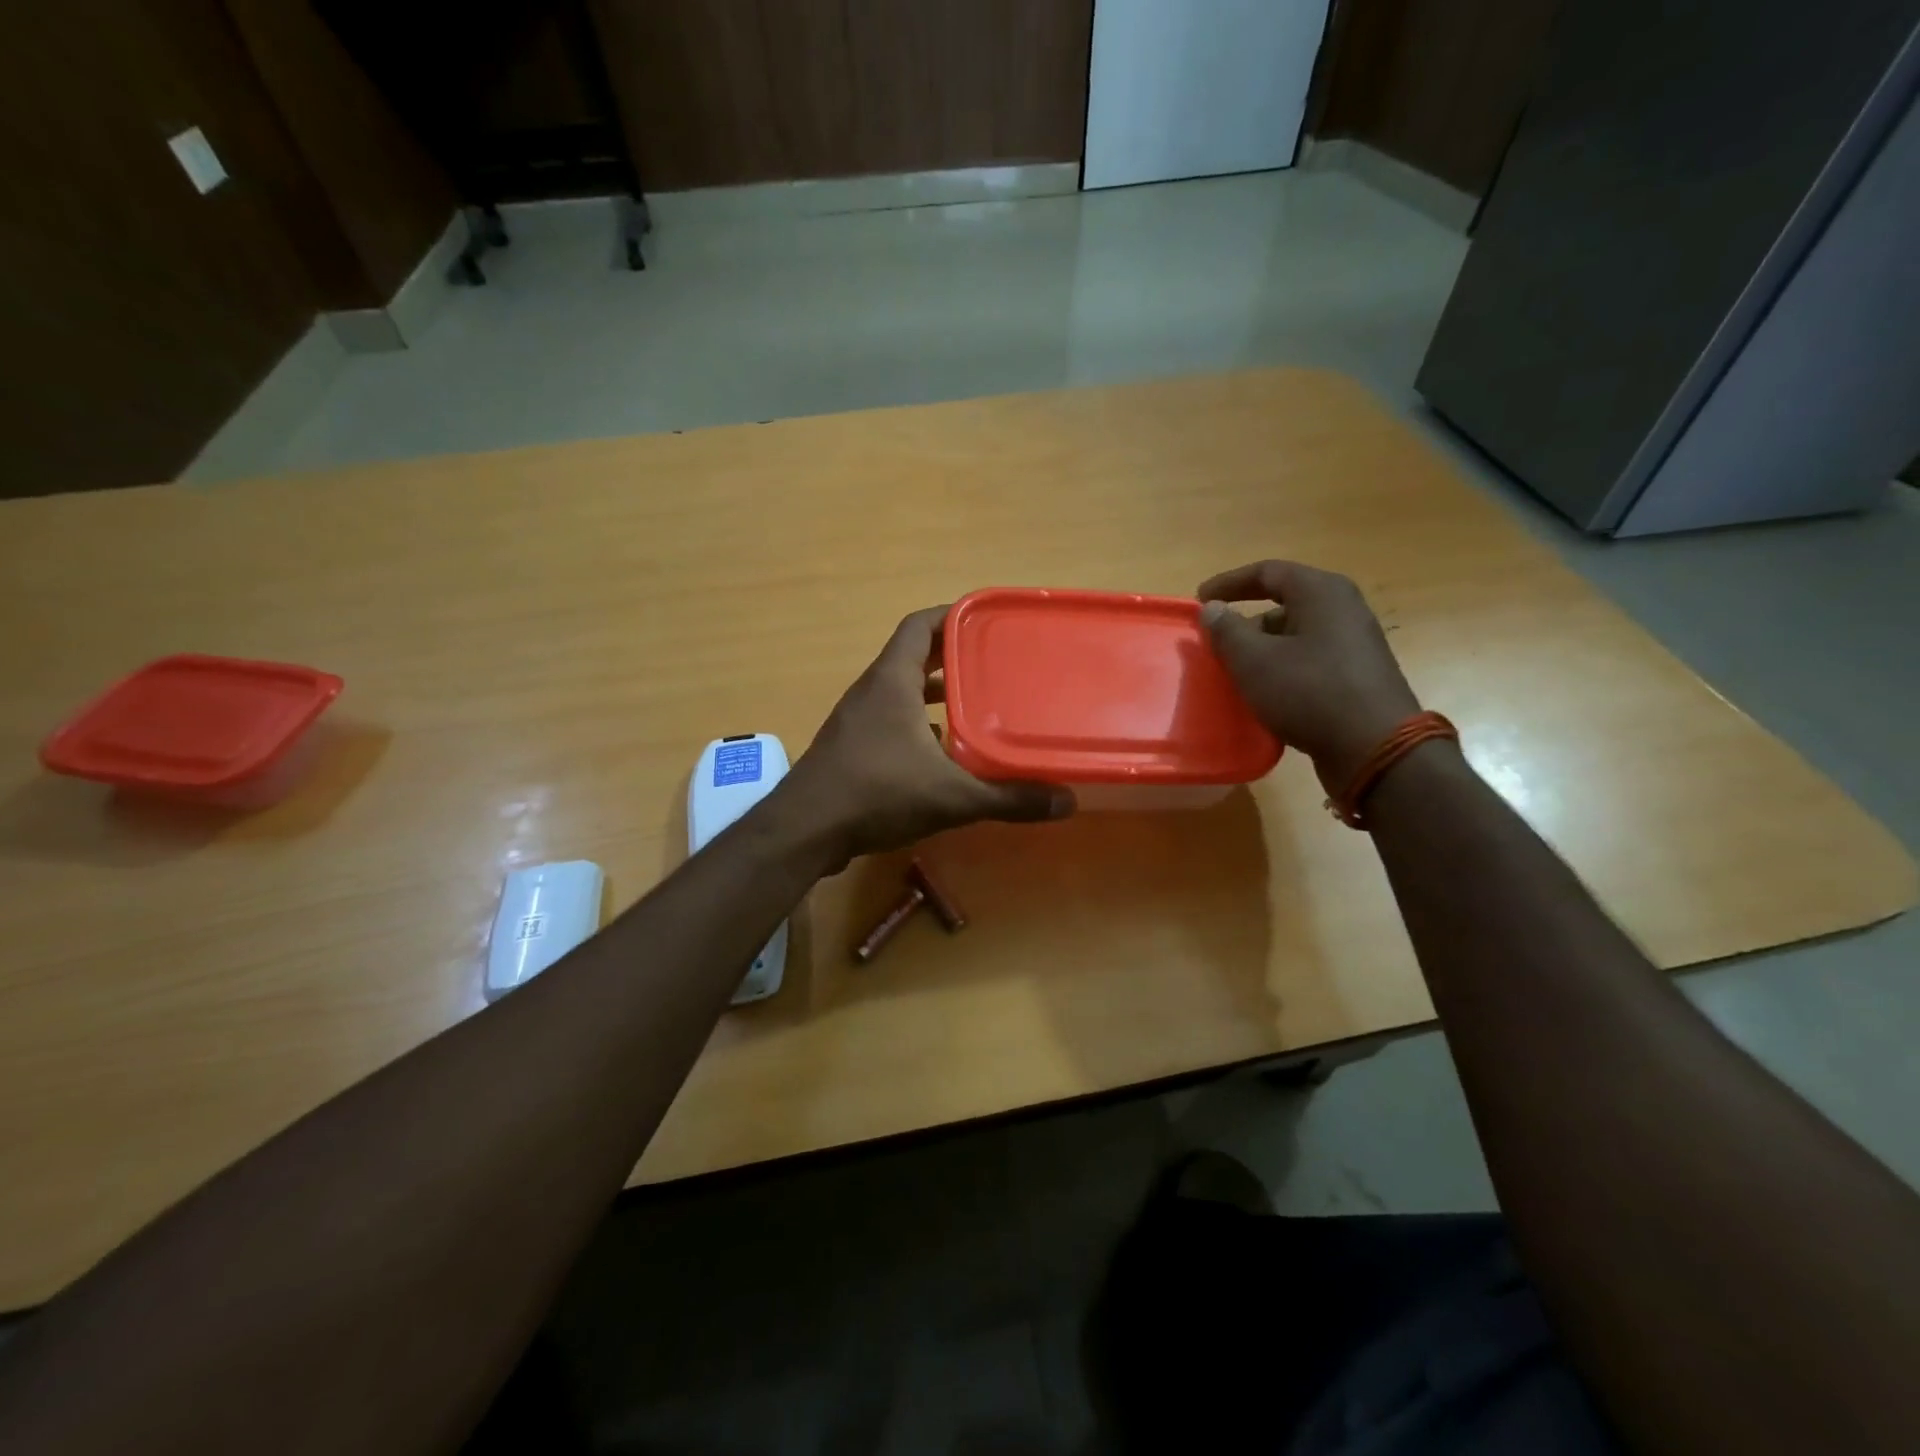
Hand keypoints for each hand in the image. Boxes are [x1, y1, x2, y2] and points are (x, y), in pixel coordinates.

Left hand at [779, 607, 1074, 870]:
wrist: (804, 831)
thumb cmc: (876, 794)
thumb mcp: (952, 796)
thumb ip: (1008, 798)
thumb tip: (1067, 801)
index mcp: (892, 680)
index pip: (920, 625)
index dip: (952, 615)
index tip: (988, 620)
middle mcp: (872, 690)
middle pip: (914, 655)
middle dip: (953, 656)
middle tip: (996, 663)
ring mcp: (857, 719)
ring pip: (901, 690)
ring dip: (935, 692)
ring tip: (977, 704)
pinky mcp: (851, 746)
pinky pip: (891, 719)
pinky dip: (918, 724)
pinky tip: (945, 752)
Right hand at [1197, 561, 1422, 797]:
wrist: (1374, 748)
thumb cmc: (1309, 692)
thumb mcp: (1254, 661)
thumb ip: (1227, 630)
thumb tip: (1212, 609)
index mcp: (1321, 592)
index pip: (1267, 572)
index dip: (1229, 583)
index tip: (1199, 600)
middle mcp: (1343, 609)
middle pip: (1284, 603)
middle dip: (1245, 621)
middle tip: (1216, 642)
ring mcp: (1355, 643)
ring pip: (1297, 634)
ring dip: (1263, 648)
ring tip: (1235, 671)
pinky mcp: (1357, 675)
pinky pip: (1310, 660)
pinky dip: (1283, 668)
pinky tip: (1265, 693)